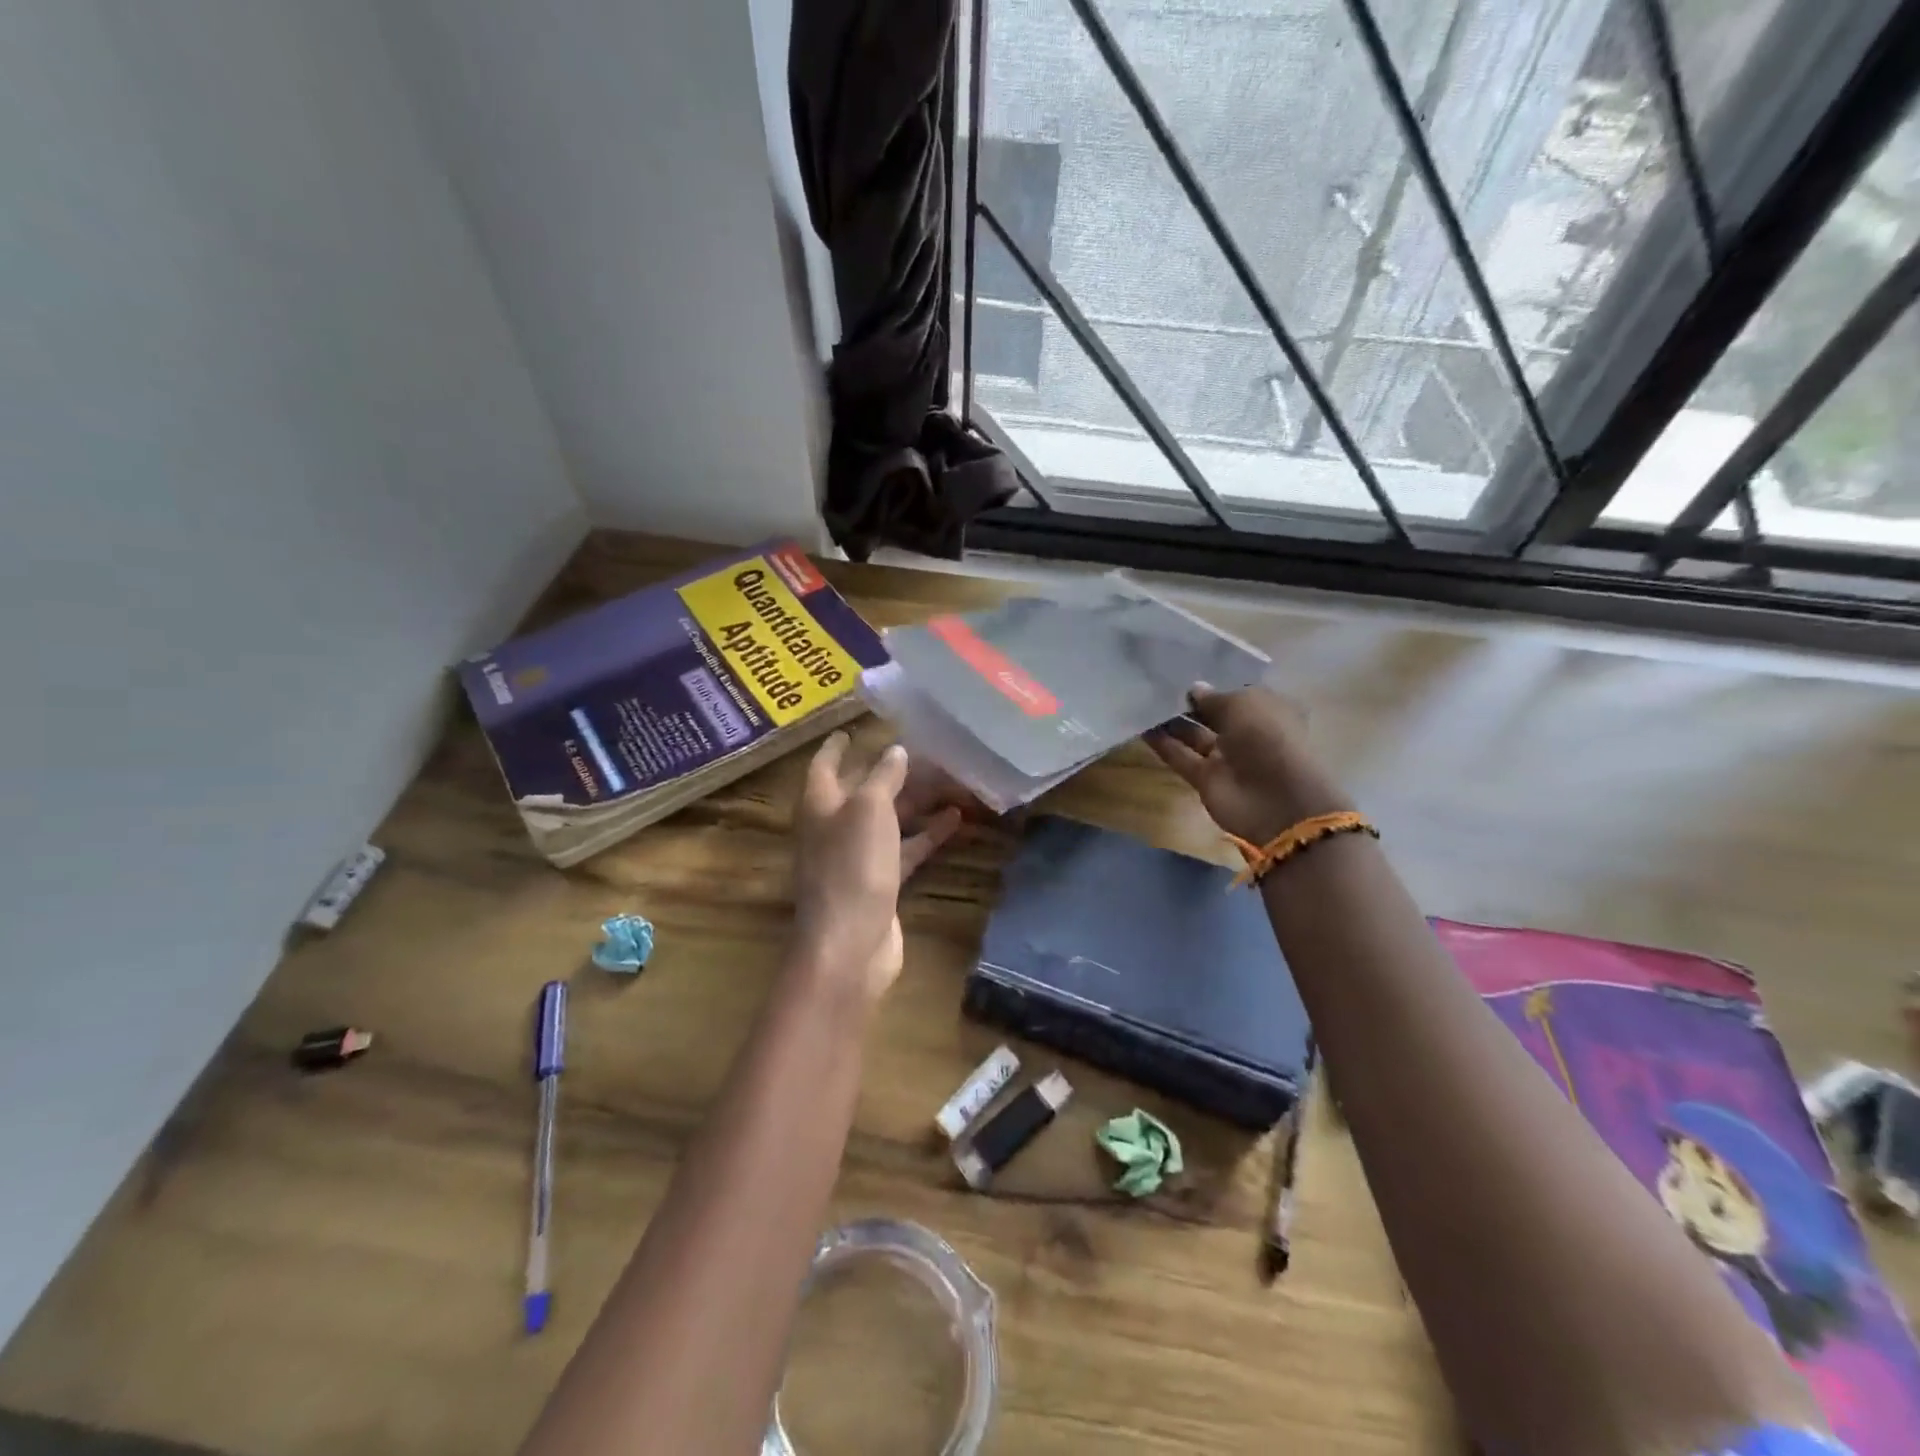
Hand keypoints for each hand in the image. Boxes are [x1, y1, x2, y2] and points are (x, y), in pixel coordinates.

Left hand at [789, 734, 962, 1008]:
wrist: (850, 944)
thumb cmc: (852, 866)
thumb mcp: (869, 809)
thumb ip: (883, 776)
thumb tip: (896, 751)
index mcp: (821, 803)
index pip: (826, 764)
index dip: (838, 746)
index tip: (851, 729)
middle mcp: (835, 826)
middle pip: (864, 790)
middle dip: (893, 771)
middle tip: (928, 751)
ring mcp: (857, 856)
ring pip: (890, 819)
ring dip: (917, 802)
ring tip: (952, 780)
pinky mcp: (880, 882)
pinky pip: (905, 848)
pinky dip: (927, 834)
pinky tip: (956, 820)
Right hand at [1145, 685, 1348, 842]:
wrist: (1277, 801)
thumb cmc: (1268, 739)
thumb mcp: (1243, 705)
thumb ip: (1214, 697)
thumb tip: (1194, 689)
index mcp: (1267, 709)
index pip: (1237, 692)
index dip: (1214, 682)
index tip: (1186, 669)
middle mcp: (1247, 732)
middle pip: (1213, 714)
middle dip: (1189, 701)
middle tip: (1157, 682)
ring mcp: (1226, 757)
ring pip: (1194, 735)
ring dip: (1171, 721)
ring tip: (1143, 701)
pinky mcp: (1205, 779)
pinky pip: (1181, 757)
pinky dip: (1163, 744)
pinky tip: (1141, 727)